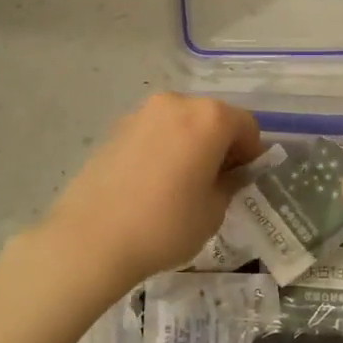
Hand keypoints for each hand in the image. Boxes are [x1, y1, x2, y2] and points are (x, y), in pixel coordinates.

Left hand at [37, 94, 262, 292]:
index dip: (250, 153)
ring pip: (181, 122)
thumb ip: (229, 184)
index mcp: (209, 118)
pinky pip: (154, 132)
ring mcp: (142, 112)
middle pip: (212, 117)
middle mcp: (177, 103)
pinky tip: (151, 183)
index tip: (242, 180)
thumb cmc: (165, 225)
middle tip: (213, 182)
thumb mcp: (213, 212)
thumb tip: (230, 174)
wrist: (91, 239)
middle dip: (220, 144)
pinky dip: (163, 148)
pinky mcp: (116, 128)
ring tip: (179, 183)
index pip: (246, 125)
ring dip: (190, 143)